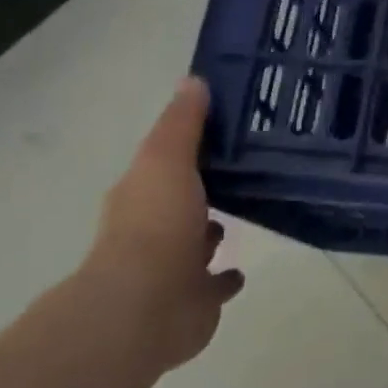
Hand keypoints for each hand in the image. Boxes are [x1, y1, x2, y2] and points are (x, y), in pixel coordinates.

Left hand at [74, 77, 242, 374]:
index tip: (225, 130)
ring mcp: (172, 270)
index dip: (189, 148)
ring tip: (246, 212)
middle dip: (202, 191)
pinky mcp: (193, 302)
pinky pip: (214, 285)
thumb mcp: (166, 160)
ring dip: (211, 233)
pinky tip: (241, 269)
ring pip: (196, 243)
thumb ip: (182, 124)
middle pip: (180, 203)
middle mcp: (152, 231)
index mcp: (141, 196)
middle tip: (242, 170)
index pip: (165, 164)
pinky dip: (225, 278)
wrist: (144, 307)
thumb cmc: (156, 225)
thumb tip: (193, 80)